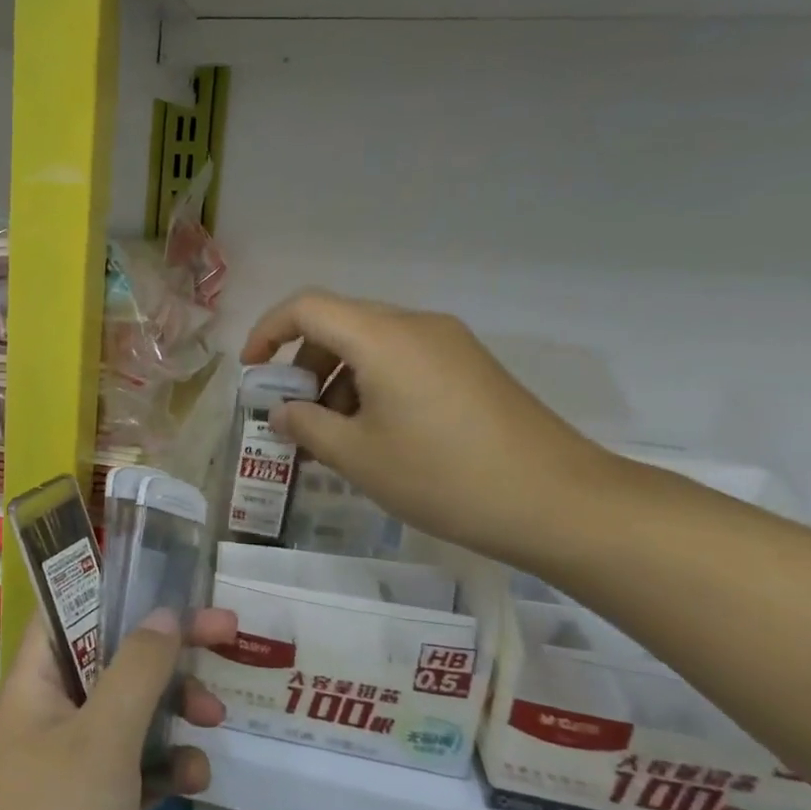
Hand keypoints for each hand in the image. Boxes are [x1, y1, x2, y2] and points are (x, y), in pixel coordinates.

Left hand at [0, 606, 236, 809]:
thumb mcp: (104, 737)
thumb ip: (138, 670)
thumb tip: (165, 612)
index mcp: (33, 683)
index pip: (68, 611)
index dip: (115, 591)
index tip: (168, 585)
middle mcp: (46, 715)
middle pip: (110, 661)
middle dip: (165, 652)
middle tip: (225, 634)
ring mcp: (66, 766)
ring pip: (126, 716)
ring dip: (171, 711)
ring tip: (215, 717)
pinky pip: (130, 770)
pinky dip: (162, 769)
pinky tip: (195, 779)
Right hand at [242, 290, 616, 568]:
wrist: (558, 501)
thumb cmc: (443, 476)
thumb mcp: (358, 457)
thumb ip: (307, 427)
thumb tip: (283, 412)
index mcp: (382, 336)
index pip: (306, 308)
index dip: (267, 332)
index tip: (252, 372)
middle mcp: (415, 325)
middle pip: (339, 323)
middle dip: (304, 364)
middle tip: (293, 414)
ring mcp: (449, 344)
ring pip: (372, 343)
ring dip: (339, 378)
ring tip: (334, 435)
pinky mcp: (470, 367)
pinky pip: (403, 359)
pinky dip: (372, 384)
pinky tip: (376, 434)